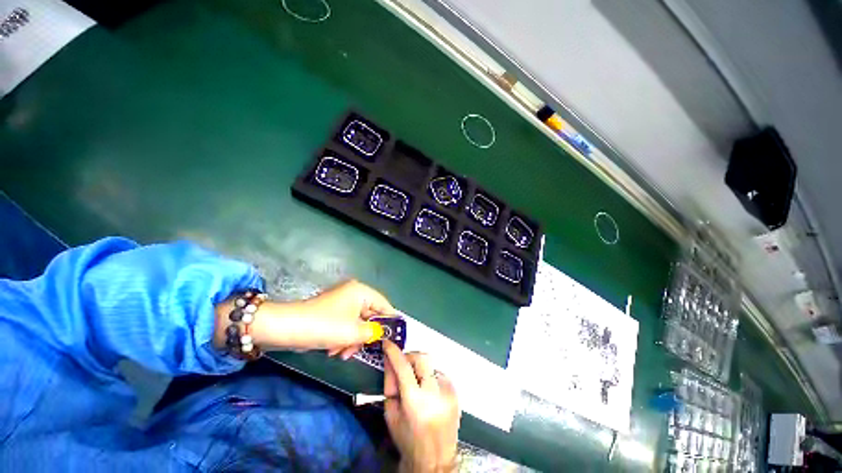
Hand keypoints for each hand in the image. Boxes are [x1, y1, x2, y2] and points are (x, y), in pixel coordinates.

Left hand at [220, 279, 393, 356]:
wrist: (285, 328)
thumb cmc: (325, 326)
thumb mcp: (353, 332)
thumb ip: (374, 332)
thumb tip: (385, 332)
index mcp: (361, 292)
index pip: (384, 305)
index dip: (390, 322)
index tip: (394, 339)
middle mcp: (354, 293)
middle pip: (370, 315)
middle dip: (365, 335)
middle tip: (360, 351)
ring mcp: (342, 302)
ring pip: (357, 323)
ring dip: (352, 340)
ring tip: (341, 353)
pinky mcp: (332, 312)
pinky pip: (345, 325)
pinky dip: (343, 338)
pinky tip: (334, 350)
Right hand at [383, 341, 459, 472]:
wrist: (435, 460)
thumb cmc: (408, 440)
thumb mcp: (391, 414)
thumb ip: (390, 384)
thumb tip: (390, 360)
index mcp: (416, 403)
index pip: (403, 368)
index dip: (394, 352)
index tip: (388, 343)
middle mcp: (435, 393)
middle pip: (422, 358)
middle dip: (410, 357)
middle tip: (403, 365)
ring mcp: (448, 391)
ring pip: (431, 364)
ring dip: (420, 368)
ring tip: (416, 384)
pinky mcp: (455, 392)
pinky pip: (439, 373)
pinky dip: (430, 376)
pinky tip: (427, 391)